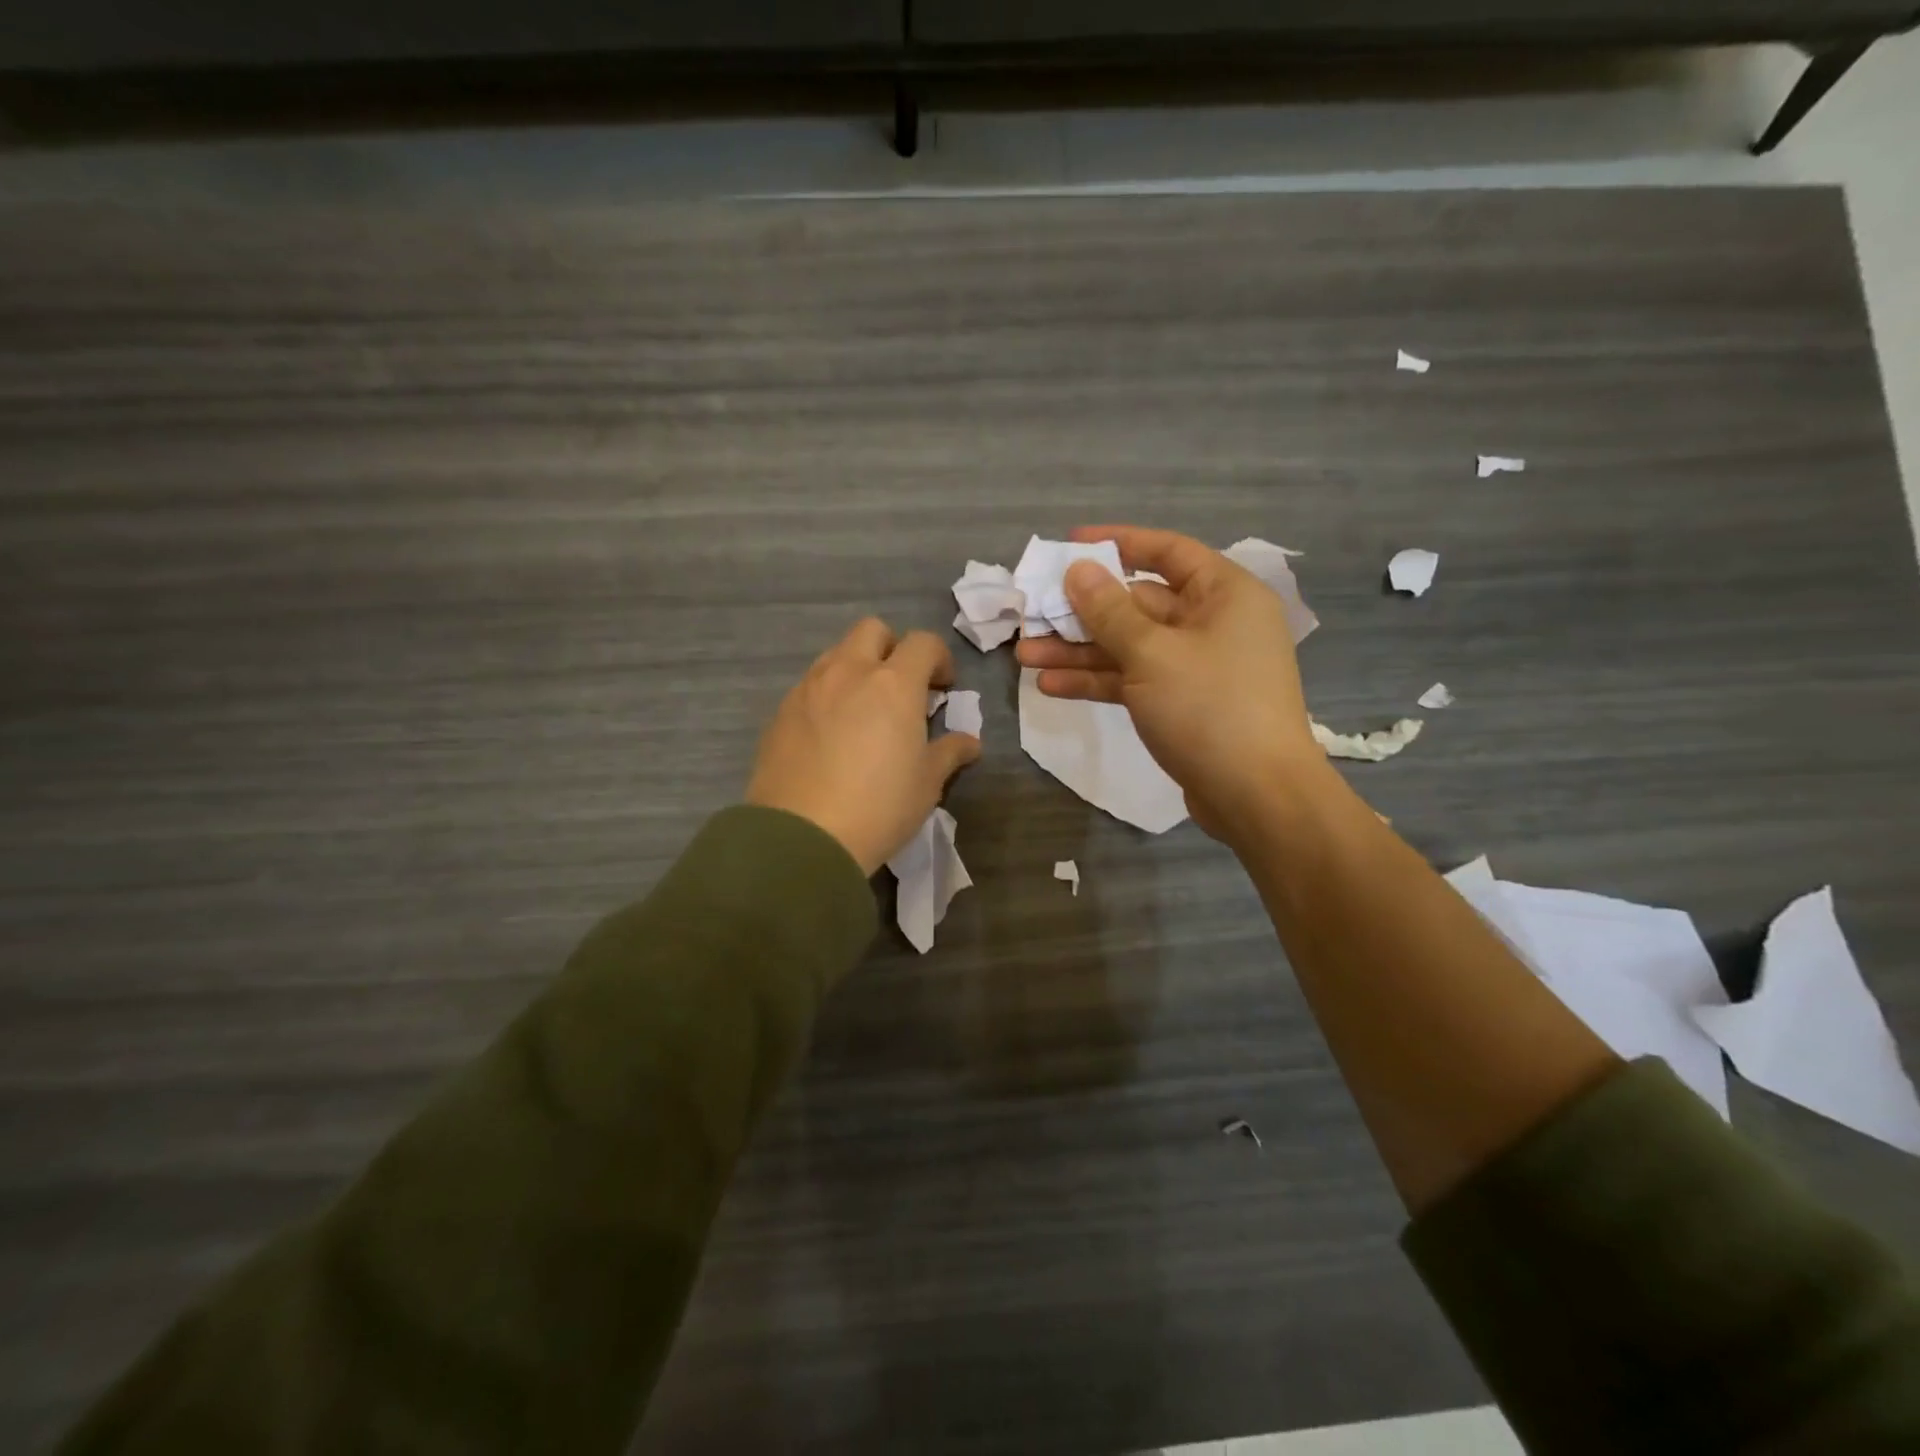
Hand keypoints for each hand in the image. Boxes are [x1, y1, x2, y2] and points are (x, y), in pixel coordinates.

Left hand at [747, 619, 980, 875]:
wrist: (802, 838)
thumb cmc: (879, 807)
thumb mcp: (927, 783)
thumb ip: (949, 753)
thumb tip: (969, 742)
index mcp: (893, 684)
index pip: (923, 643)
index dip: (939, 659)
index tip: (942, 689)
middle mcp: (849, 673)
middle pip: (873, 630)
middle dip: (893, 649)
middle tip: (902, 689)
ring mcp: (808, 689)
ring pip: (836, 654)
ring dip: (857, 668)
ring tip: (864, 711)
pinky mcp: (780, 713)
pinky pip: (810, 686)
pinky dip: (828, 695)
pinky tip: (831, 735)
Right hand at [1014, 525, 1330, 844]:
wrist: (1257, 797)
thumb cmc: (1210, 708)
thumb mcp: (1152, 653)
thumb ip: (1109, 611)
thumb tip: (1078, 570)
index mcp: (1223, 594)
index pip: (1166, 551)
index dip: (1117, 543)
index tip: (1070, 545)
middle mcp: (1213, 623)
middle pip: (1138, 604)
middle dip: (1083, 613)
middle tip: (1032, 615)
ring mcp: (1197, 667)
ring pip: (1130, 647)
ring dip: (1080, 652)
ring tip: (1025, 656)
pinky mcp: (1183, 704)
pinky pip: (1135, 680)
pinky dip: (1098, 681)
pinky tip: (1051, 686)